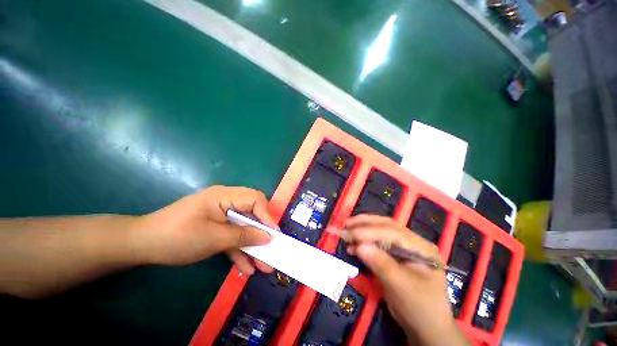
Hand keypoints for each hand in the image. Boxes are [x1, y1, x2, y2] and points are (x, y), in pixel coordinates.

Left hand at [130, 186, 276, 274]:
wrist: (142, 246)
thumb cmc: (178, 237)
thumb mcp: (214, 238)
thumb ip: (244, 236)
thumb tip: (268, 236)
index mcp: (225, 196)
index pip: (255, 199)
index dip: (267, 216)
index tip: (274, 235)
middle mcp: (226, 202)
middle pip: (252, 214)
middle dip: (262, 233)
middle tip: (272, 250)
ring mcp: (221, 215)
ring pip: (243, 228)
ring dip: (252, 246)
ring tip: (263, 266)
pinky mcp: (216, 227)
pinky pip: (231, 236)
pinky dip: (238, 250)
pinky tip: (246, 268)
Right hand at [344, 215, 467, 345]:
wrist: (425, 328)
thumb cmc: (419, 307)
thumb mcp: (401, 287)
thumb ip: (381, 264)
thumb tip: (359, 246)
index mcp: (420, 247)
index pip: (393, 233)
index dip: (370, 232)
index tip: (351, 234)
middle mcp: (412, 243)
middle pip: (386, 226)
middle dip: (365, 224)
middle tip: (347, 223)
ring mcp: (403, 248)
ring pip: (380, 232)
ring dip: (363, 230)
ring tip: (347, 231)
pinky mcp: (394, 255)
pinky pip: (377, 244)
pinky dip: (364, 243)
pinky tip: (353, 246)